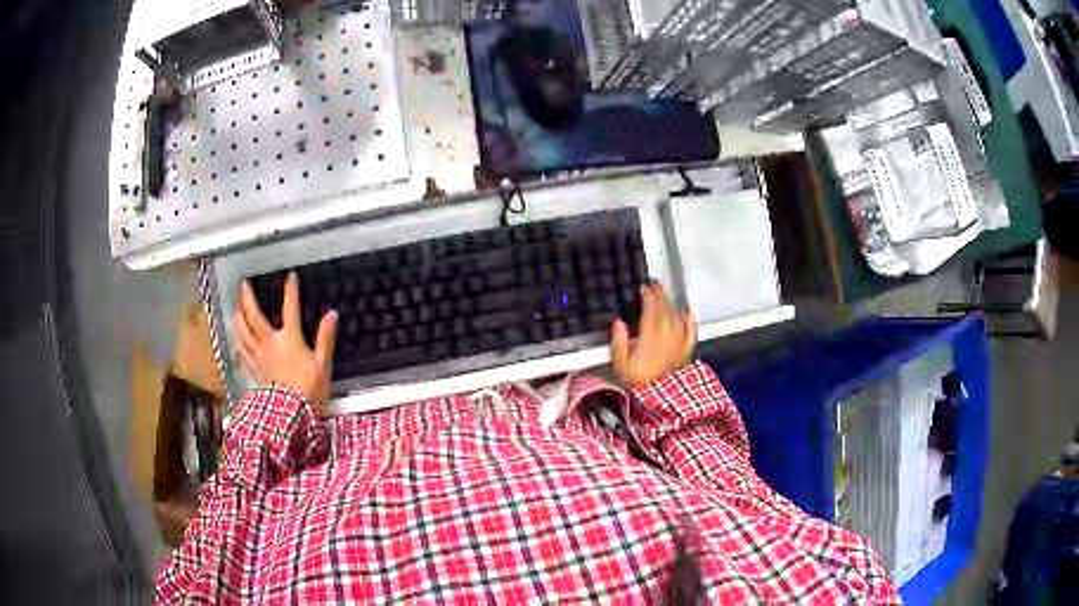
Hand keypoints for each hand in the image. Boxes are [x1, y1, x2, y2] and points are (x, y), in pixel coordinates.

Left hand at [235, 273, 337, 411]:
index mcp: (289, 339)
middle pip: (254, 317)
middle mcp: (270, 344)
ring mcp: (259, 358)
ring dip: (238, 318)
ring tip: (236, 309)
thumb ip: (325, 338)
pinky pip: (242, 353)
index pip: (290, 308)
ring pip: (243, 333)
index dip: (290, 291)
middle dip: (248, 299)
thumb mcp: (323, 365)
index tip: (290, 277)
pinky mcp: (254, 371)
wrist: (291, 416)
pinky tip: (237, 341)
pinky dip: (238, 343)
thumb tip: (331, 315)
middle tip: (244, 286)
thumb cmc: (309, 392)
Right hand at [610, 282, 696, 387]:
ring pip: (676, 313)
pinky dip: (687, 317)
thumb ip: (618, 341)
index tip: (643, 288)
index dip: (647, 294)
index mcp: (650, 334)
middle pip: (664, 306)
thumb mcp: (621, 364)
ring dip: (670, 302)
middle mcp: (667, 333)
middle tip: (654, 286)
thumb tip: (618, 325)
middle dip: (659, 293)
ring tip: (665, 296)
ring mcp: (679, 339)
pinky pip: (690, 327)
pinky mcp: (687, 347)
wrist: (664, 396)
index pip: (651, 306)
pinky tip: (685, 313)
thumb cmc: (642, 382)